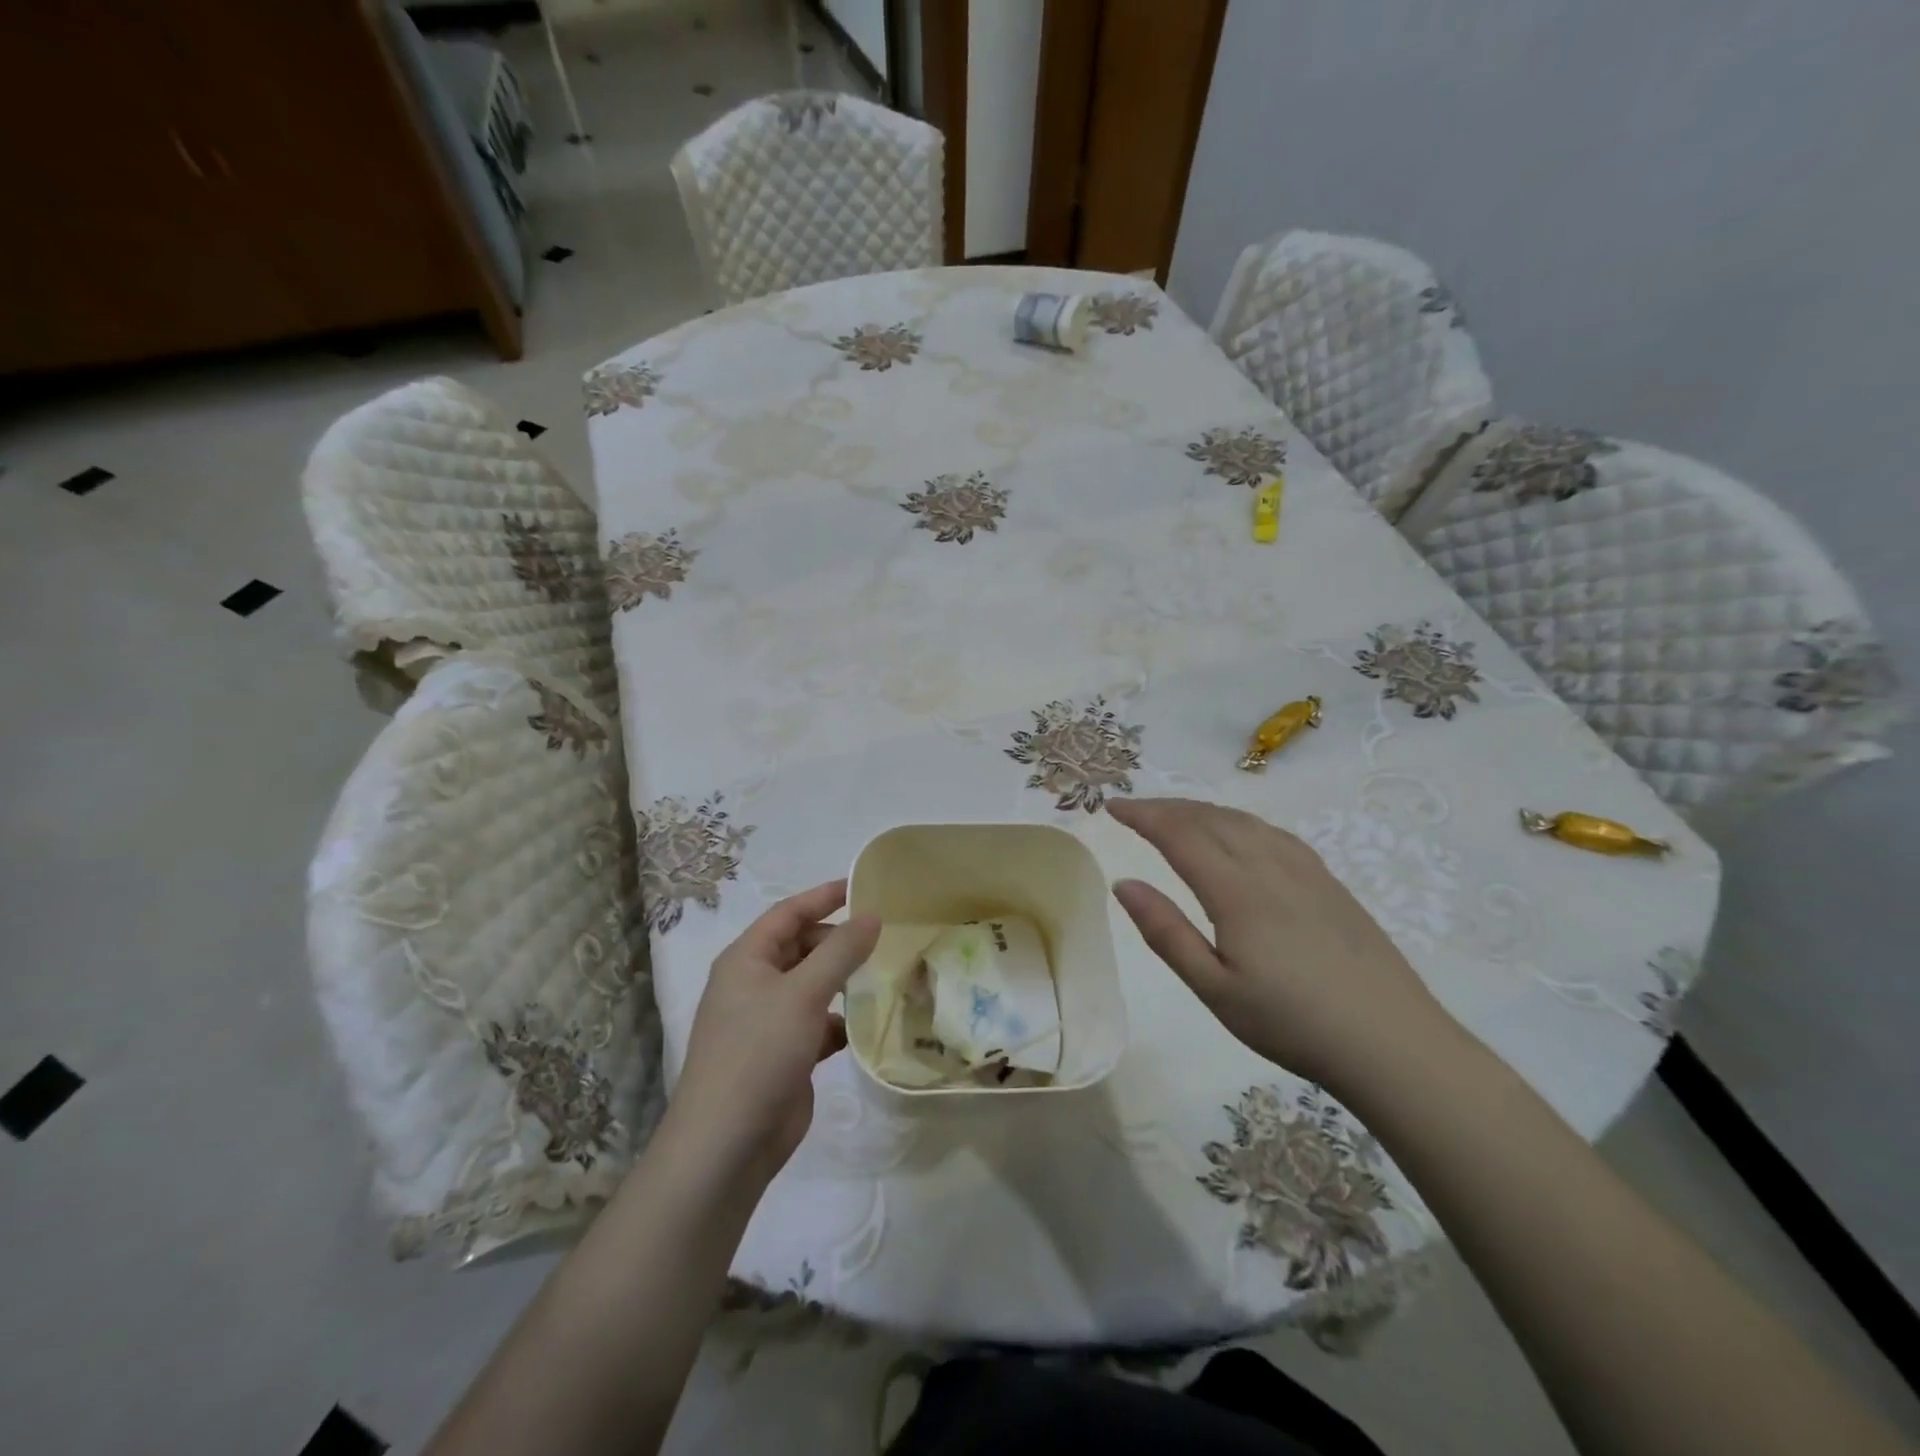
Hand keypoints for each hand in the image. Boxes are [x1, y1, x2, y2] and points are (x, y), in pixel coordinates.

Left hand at [668, 882, 879, 1185]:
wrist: (728, 1143)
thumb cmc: (759, 1052)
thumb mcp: (803, 993)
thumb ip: (840, 951)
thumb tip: (871, 916)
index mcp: (746, 959)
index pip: (788, 913)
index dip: (823, 896)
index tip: (863, 886)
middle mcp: (754, 984)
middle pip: (802, 948)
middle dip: (839, 941)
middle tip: (883, 938)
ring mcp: (768, 1022)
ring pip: (813, 986)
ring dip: (844, 981)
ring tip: (885, 975)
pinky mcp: (785, 1054)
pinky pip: (818, 1023)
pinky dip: (841, 1020)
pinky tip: (868, 1024)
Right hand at [1106, 798, 1454, 1093]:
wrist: (1392, 1043)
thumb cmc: (1292, 1023)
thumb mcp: (1215, 989)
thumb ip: (1166, 933)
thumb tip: (1123, 883)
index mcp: (1237, 891)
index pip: (1180, 834)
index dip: (1143, 816)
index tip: (1113, 807)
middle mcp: (1270, 867)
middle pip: (1211, 819)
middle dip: (1167, 807)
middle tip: (1134, 809)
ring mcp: (1306, 871)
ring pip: (1245, 821)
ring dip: (1203, 810)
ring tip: (1176, 816)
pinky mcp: (1330, 883)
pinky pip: (1274, 833)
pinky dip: (1241, 821)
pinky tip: (1240, 834)